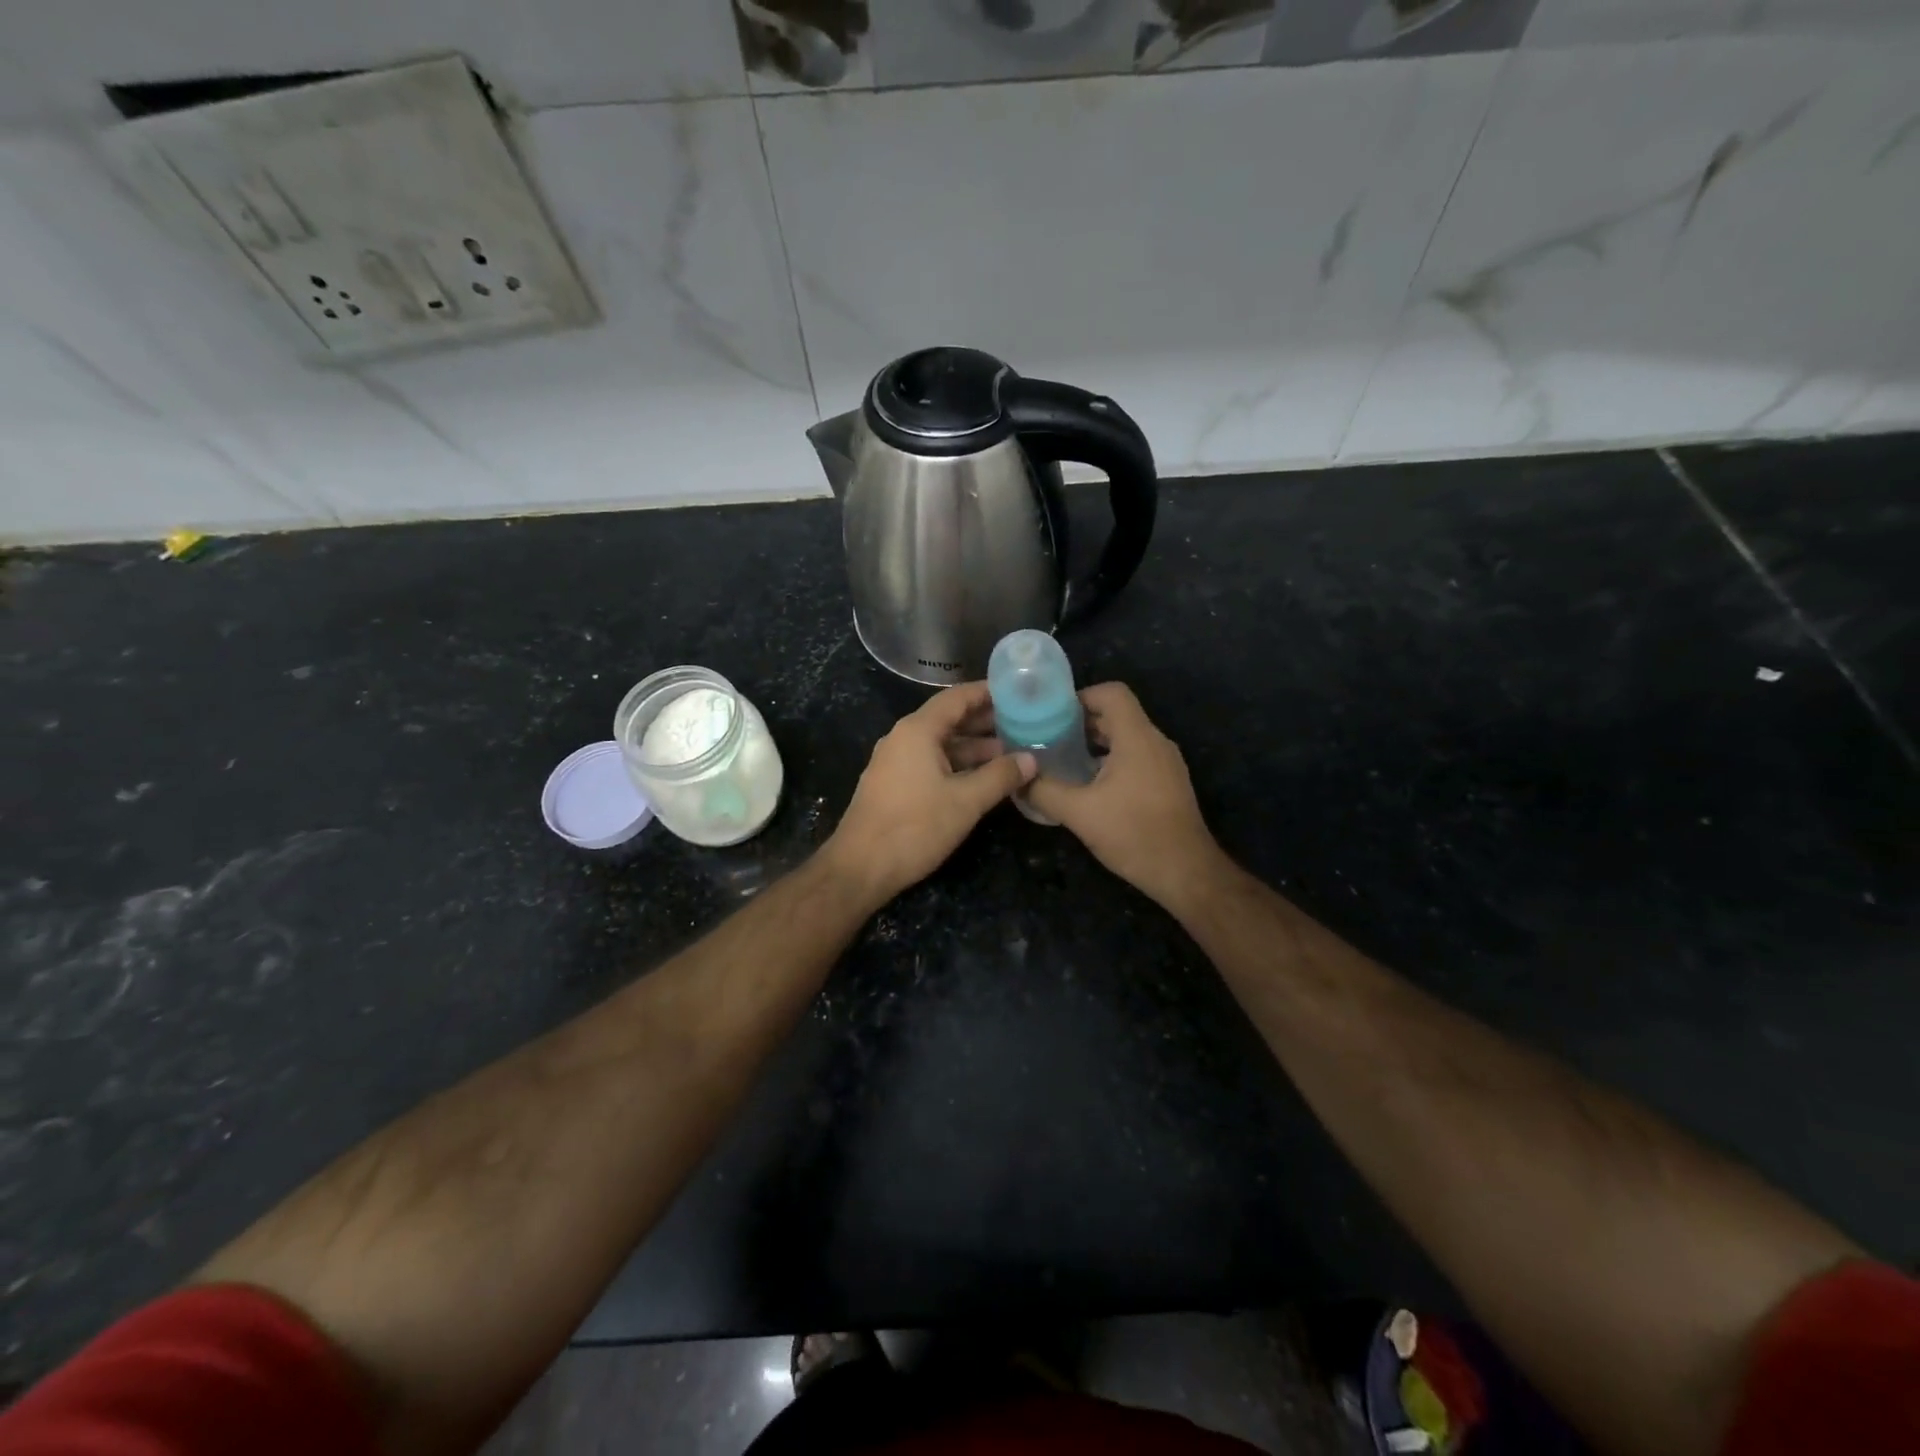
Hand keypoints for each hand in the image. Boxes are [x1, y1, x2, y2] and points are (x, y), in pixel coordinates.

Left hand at [824, 682, 1035, 904]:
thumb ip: (1000, 777)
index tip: (1020, 692)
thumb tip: (1031, 759)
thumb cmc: (915, 827)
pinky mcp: (895, 784)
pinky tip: (984, 778)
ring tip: (1013, 752)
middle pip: (950, 719)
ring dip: (975, 748)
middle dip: (987, 722)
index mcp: (918, 730)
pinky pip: (932, 762)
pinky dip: (959, 764)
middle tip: (1026, 724)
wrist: (860, 867)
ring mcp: (896, 762)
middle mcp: (904, 738)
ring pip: (942, 744)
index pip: (958, 697)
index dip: (989, 692)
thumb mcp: (966, 801)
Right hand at [1025, 683, 1228, 913]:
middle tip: (1047, 739)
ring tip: (1062, 762)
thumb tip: (1018, 778)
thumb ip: (1044, 790)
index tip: (1052, 716)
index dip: (1080, 697)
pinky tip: (1088, 787)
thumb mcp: (1079, 813)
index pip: (1111, 693)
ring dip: (1094, 744)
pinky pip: (1136, 758)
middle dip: (1080, 723)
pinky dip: (1110, 761)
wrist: (1186, 872)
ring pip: (1126, 738)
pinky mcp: (1168, 783)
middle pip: (1117, 714)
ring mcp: (1165, 763)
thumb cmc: (1134, 834)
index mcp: (1137, 738)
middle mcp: (1155, 742)